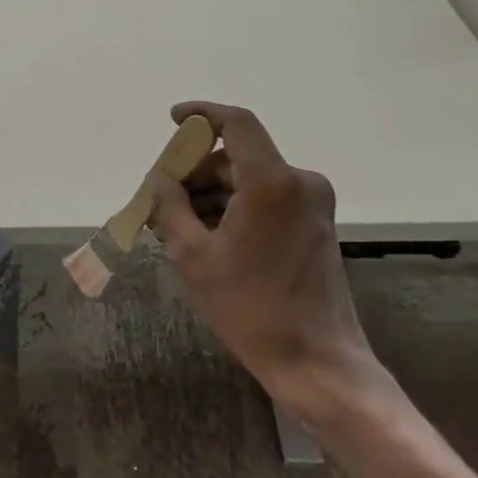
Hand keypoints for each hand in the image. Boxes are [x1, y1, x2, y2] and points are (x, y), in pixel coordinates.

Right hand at [147, 101, 386, 422]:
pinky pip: (267, 199)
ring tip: (177, 226)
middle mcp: (300, 183)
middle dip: (195, 172)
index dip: (202, 114)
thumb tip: (159, 180)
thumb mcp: (193, 256)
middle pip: (237, 157)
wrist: (318, 363)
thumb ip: (170, 207)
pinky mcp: (316, 226)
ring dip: (212, 194)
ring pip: (250, 180)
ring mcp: (313, 205)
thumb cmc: (250, 308)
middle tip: (161, 199)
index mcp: (272, 182)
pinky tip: (207, 236)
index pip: (236, 123)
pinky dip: (235, 208)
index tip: (172, 119)